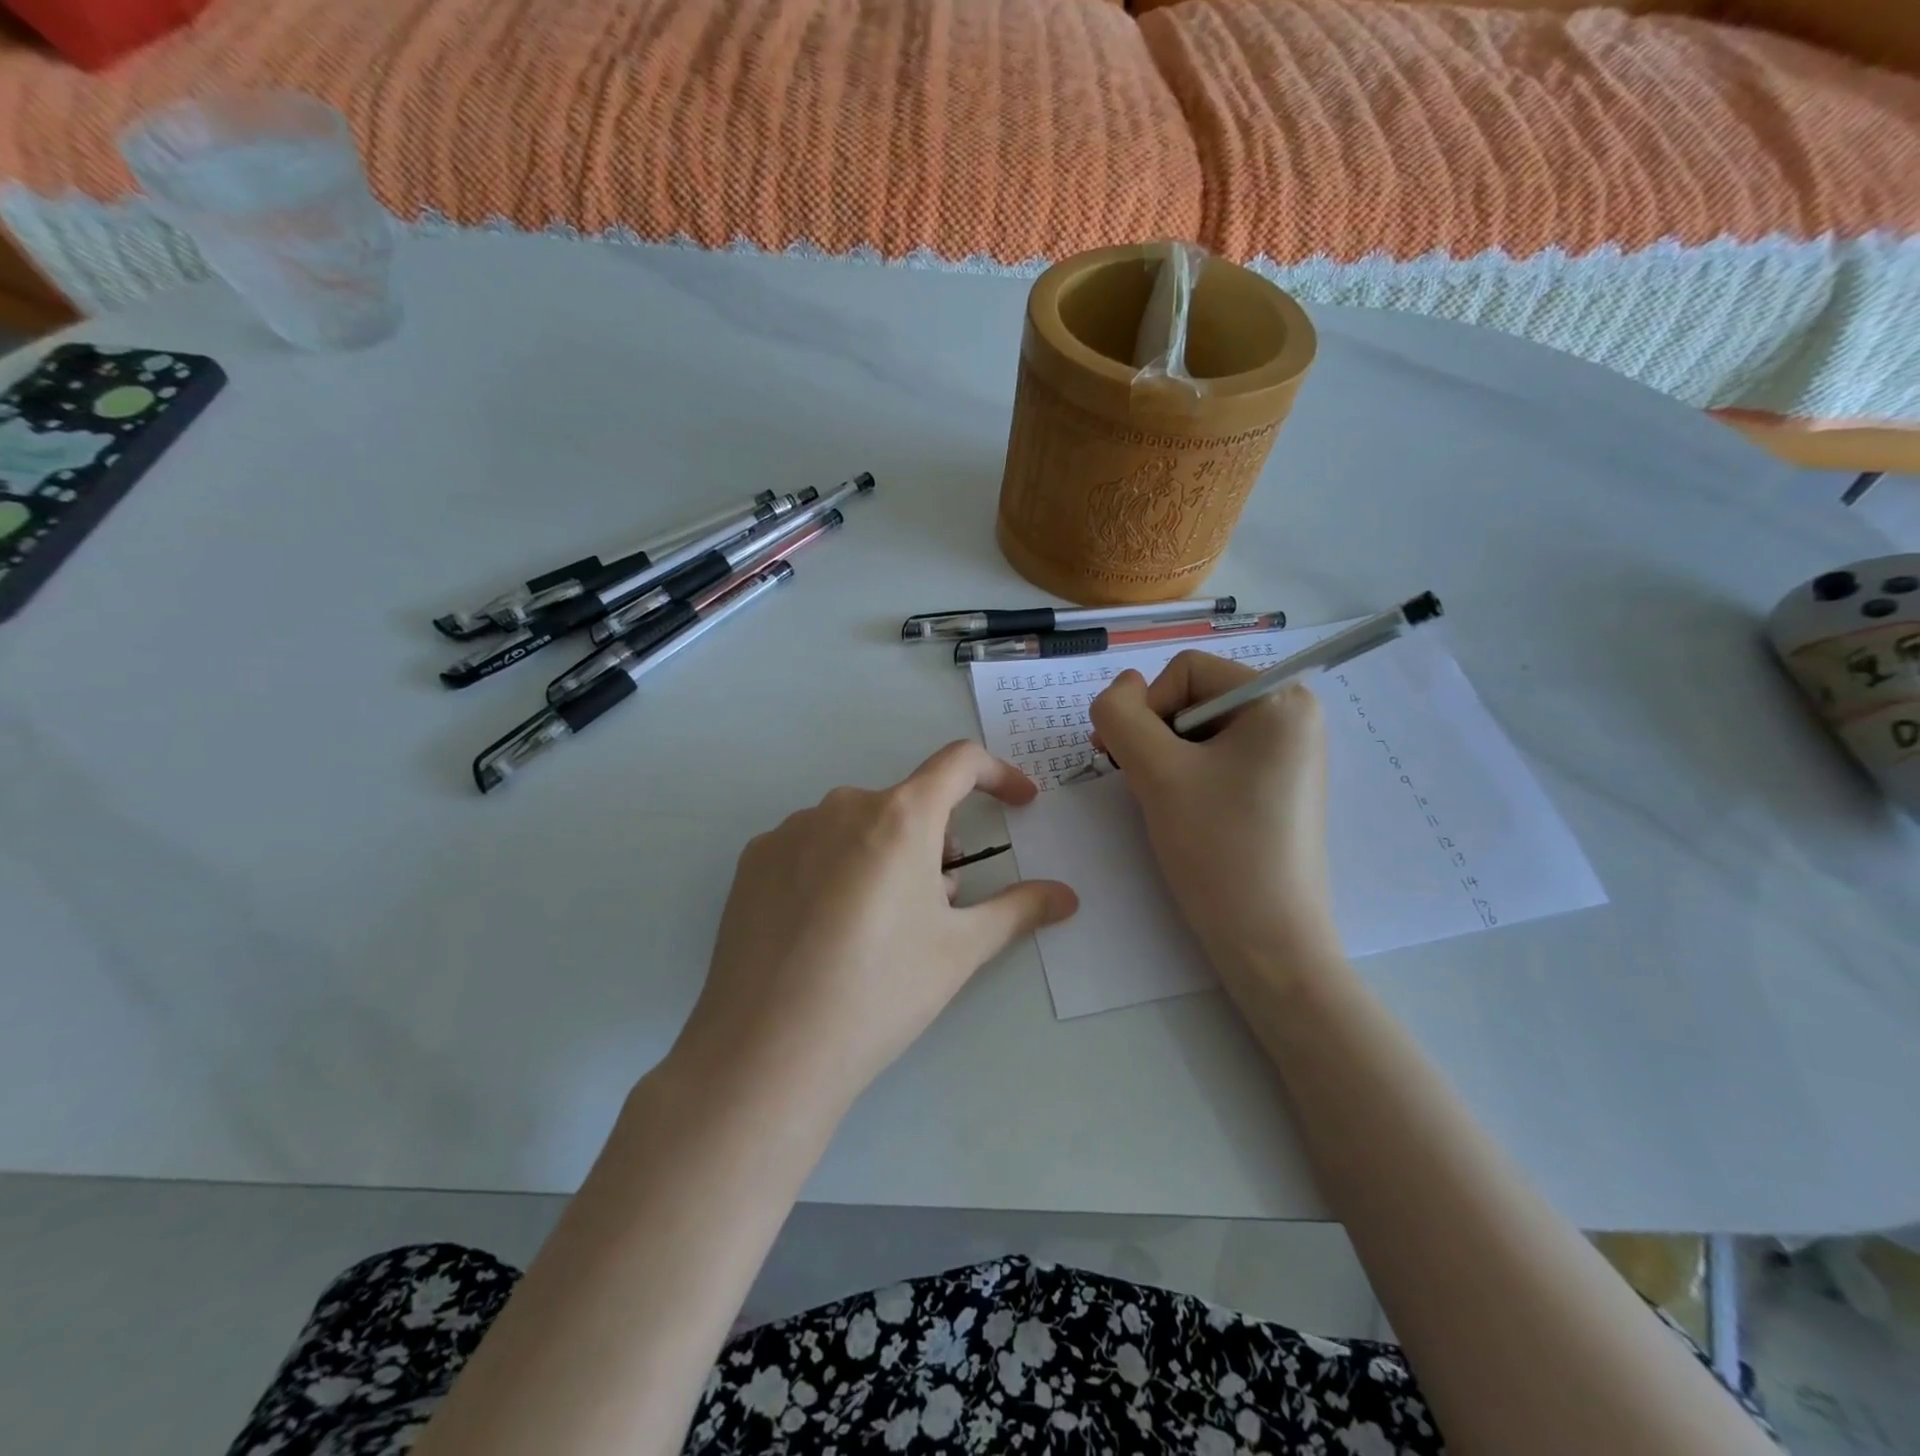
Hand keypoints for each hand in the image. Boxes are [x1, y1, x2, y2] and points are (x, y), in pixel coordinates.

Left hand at [674, 741, 1078, 1115]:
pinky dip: (837, 868)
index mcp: (899, 816)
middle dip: (937, 840)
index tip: (1019, 803)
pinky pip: (813, 846)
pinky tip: (827, 930)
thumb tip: (1066, 896)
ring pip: (859, 826)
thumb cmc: (880, 993)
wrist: (767, 1052)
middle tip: (940, 904)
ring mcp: (790, 830)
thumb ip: (1018, 910)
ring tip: (881, 925)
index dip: (999, 775)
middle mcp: (842, 805)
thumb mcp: (960, 950)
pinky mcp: (753, 860)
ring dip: (886, 855)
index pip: (960, 763)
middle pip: (908, 804)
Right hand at [1088, 651, 1336, 986]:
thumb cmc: (1218, 849)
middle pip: (1192, 696)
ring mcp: (1288, 751)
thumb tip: (1120, 687)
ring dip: (1166, 758)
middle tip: (1145, 784)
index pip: (1185, 670)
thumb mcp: (1156, 772)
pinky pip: (1217, 756)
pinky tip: (1186, 812)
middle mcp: (1293, 714)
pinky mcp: (1277, 784)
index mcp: (1279, 698)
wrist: (1268, 941)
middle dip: (1156, 736)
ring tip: (1165, 803)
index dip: (1148, 709)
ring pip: (1198, 729)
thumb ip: (1121, 715)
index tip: (1137, 763)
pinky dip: (1187, 775)